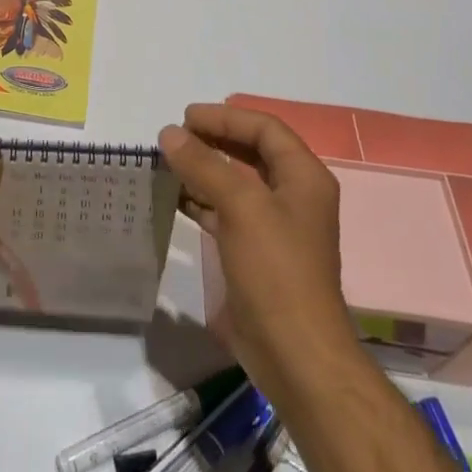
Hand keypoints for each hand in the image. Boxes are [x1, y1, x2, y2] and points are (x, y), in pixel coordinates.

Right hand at [159, 104, 355, 396]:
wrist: (295, 355)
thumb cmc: (276, 270)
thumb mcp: (240, 206)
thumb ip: (204, 164)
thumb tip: (169, 134)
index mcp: (303, 178)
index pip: (265, 129)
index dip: (226, 117)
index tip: (185, 117)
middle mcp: (292, 196)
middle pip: (251, 152)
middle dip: (213, 140)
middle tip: (174, 138)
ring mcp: (274, 227)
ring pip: (236, 183)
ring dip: (203, 170)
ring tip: (167, 163)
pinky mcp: (255, 254)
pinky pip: (225, 212)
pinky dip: (200, 200)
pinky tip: (173, 198)